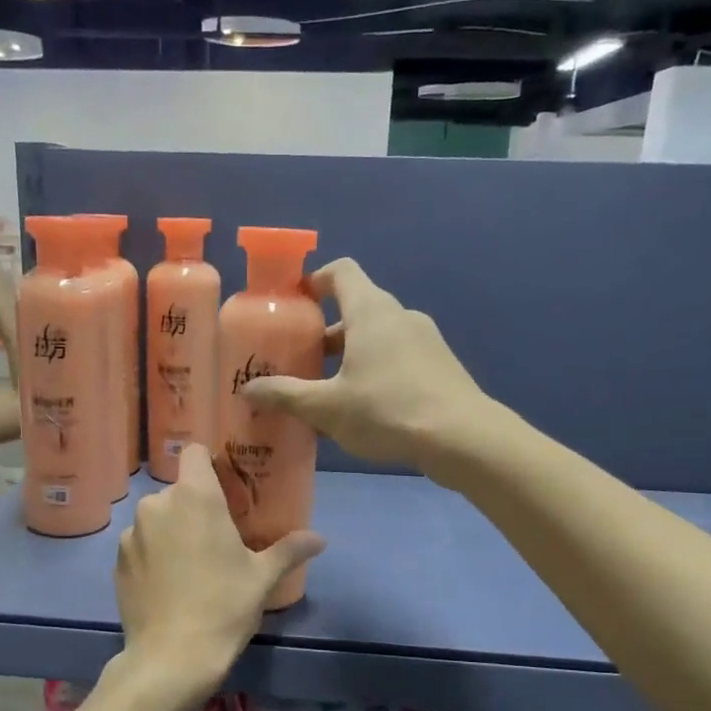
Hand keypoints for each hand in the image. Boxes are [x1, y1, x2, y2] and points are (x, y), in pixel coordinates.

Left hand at [113, 444, 323, 710]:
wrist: (171, 658)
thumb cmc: (224, 607)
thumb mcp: (262, 577)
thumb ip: (290, 549)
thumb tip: (320, 539)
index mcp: (195, 497)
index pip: (194, 452)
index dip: (208, 462)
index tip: (224, 484)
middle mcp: (157, 504)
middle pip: (178, 489)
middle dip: (195, 506)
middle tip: (216, 537)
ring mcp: (131, 532)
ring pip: (157, 517)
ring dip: (172, 530)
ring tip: (191, 565)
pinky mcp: (117, 560)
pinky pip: (140, 543)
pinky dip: (153, 553)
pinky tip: (168, 584)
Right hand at [241, 258, 489, 473]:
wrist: (463, 438)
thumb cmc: (388, 410)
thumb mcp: (327, 407)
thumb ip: (285, 395)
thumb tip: (248, 390)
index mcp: (371, 311)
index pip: (340, 272)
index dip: (313, 281)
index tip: (293, 304)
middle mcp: (399, 315)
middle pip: (356, 308)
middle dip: (324, 332)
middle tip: (299, 360)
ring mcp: (425, 340)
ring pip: (377, 336)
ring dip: (349, 355)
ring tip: (327, 391)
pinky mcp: (440, 365)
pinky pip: (398, 357)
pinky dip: (375, 370)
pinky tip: (364, 409)